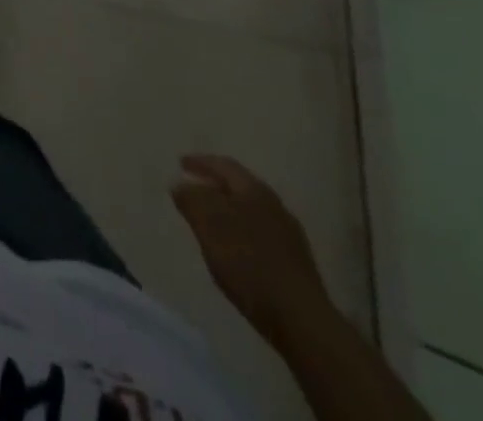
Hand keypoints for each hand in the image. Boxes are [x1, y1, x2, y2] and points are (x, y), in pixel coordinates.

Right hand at [172, 155, 334, 346]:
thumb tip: (180, 184)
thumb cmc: (249, 264)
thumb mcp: (209, 227)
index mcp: (254, 190)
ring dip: (229, 210)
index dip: (200, 162)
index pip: (223, 165)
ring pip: (252, 211)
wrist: (302, 320)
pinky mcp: (296, 263)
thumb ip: (192, 200)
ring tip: (212, 221)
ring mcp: (289, 235)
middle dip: (215, 185)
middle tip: (194, 188)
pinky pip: (261, 235)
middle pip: (240, 186)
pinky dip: (243, 233)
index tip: (180, 163)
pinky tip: (236, 250)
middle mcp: (274, 205)